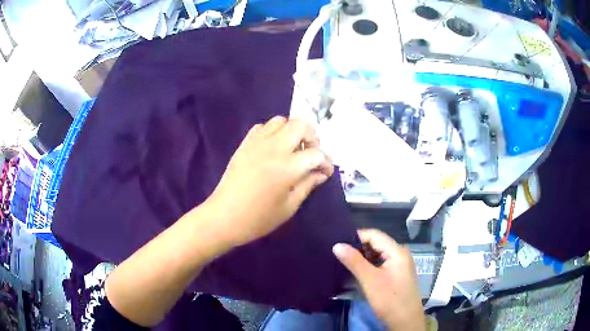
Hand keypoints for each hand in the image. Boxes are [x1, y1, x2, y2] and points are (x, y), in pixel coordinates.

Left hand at [207, 116, 332, 246]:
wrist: (224, 217)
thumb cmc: (259, 218)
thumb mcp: (289, 207)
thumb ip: (308, 185)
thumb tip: (321, 173)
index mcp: (288, 167)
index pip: (316, 154)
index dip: (326, 162)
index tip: (325, 172)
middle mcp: (274, 148)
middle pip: (300, 125)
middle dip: (312, 137)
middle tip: (311, 154)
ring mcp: (257, 143)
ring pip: (281, 120)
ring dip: (292, 131)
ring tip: (292, 149)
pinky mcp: (245, 144)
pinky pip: (262, 127)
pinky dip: (273, 132)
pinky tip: (273, 148)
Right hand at [333, 229, 425, 330]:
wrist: (405, 322)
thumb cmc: (389, 299)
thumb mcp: (370, 280)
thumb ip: (354, 261)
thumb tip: (337, 245)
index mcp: (397, 251)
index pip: (375, 235)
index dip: (356, 237)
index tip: (338, 243)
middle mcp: (401, 254)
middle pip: (377, 244)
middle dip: (359, 247)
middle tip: (339, 253)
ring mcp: (400, 265)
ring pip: (379, 255)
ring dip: (363, 257)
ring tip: (345, 262)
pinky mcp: (397, 276)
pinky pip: (381, 264)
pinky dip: (369, 266)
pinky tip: (358, 272)